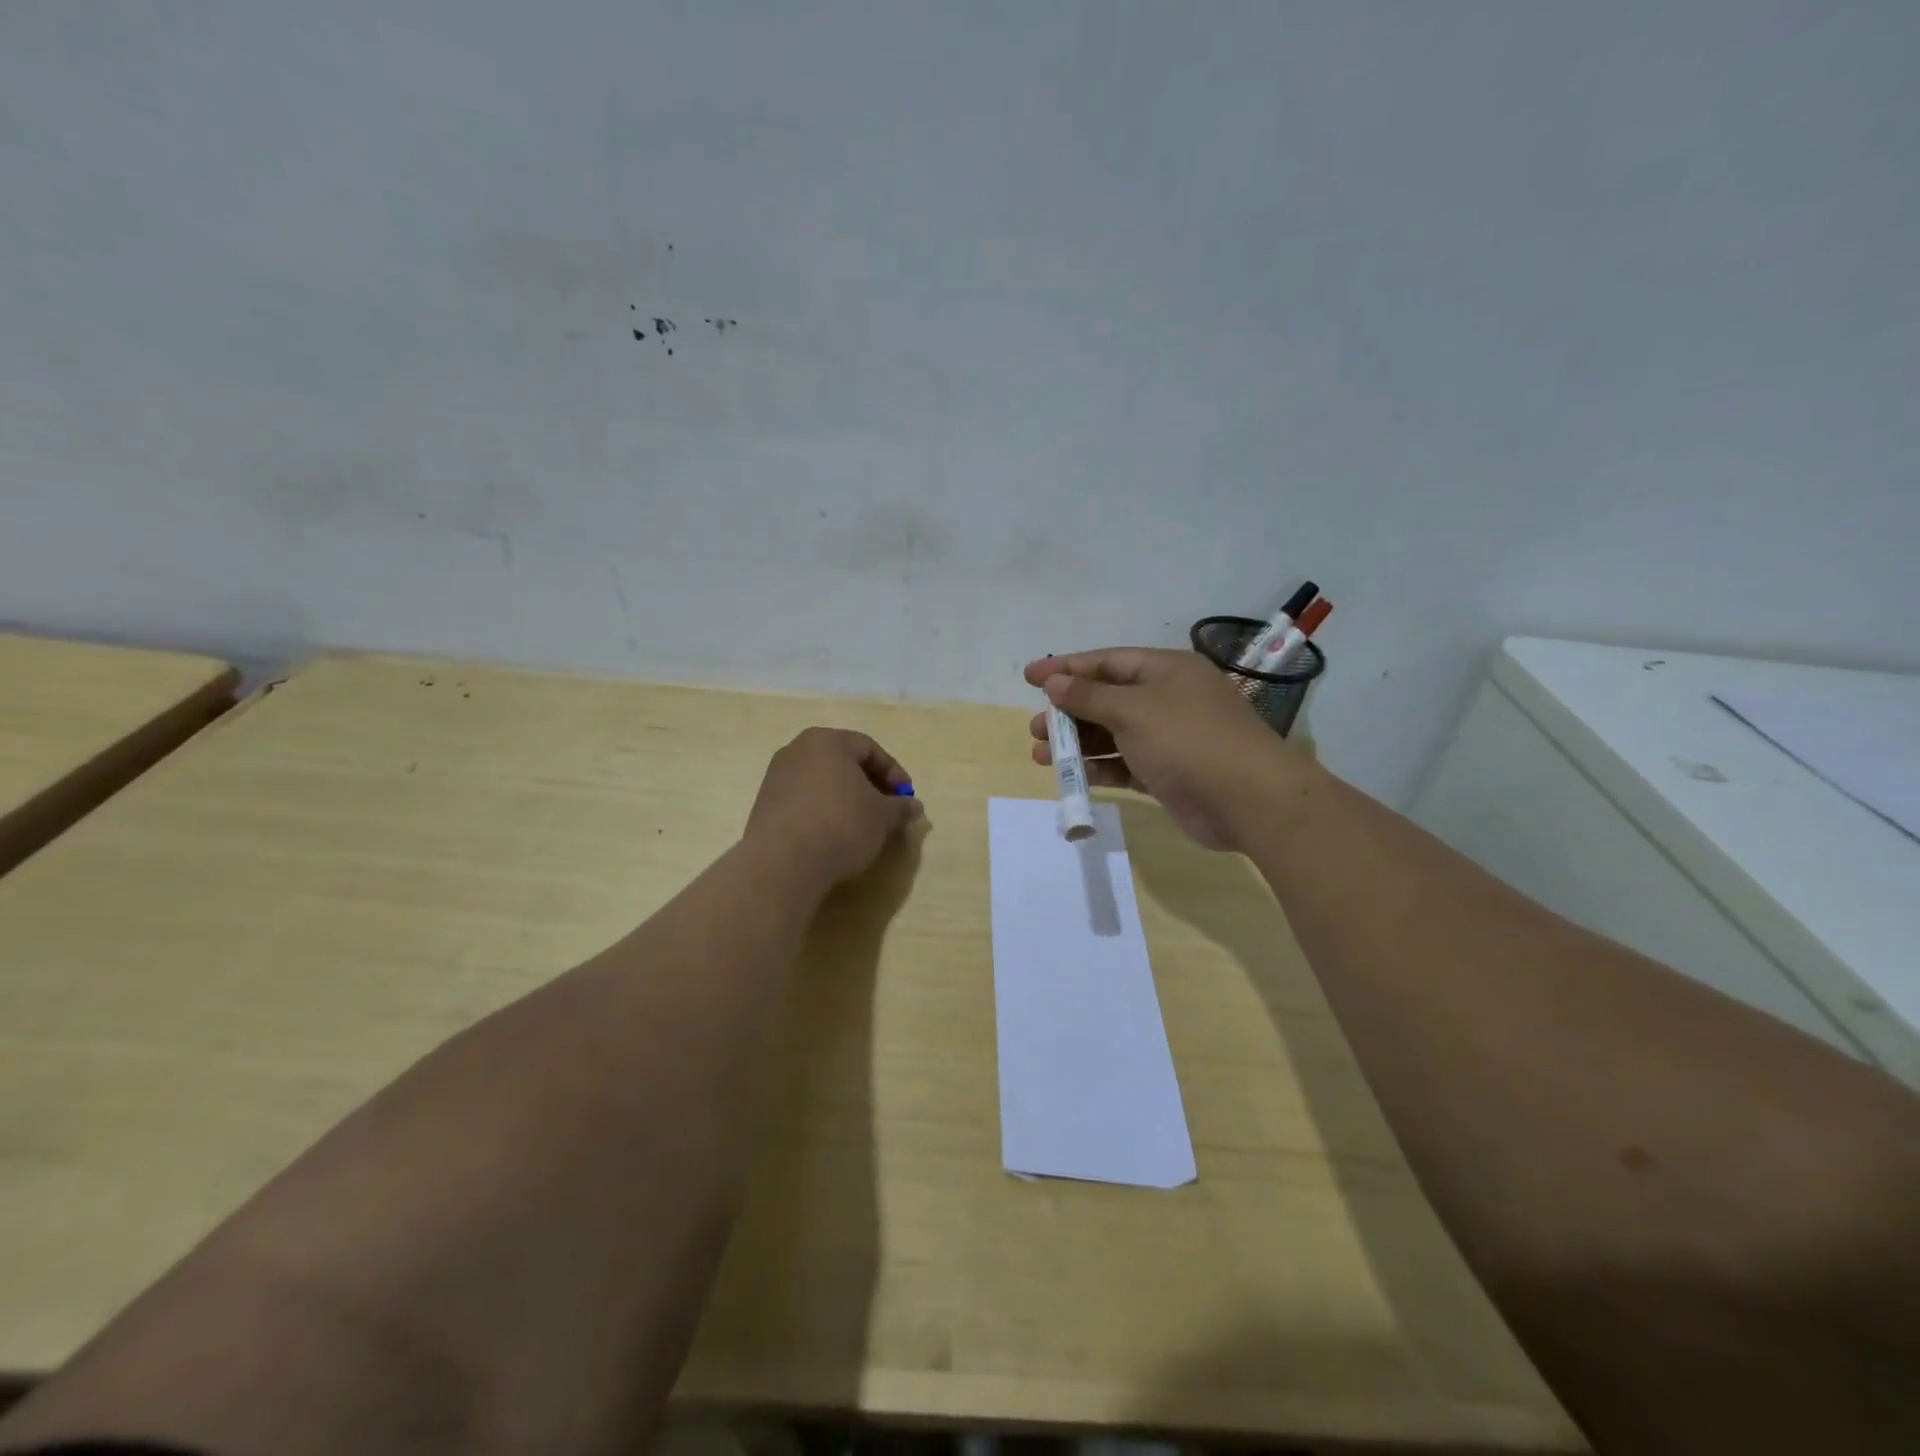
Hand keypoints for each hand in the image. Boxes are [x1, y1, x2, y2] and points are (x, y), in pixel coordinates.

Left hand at [745, 728, 923, 887]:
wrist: (783, 862)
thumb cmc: (841, 825)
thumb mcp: (882, 817)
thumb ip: (900, 807)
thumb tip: (914, 807)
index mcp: (828, 741)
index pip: (869, 748)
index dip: (893, 772)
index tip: (905, 797)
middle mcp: (797, 750)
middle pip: (843, 762)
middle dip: (869, 784)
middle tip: (886, 810)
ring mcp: (776, 776)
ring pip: (822, 781)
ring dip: (845, 798)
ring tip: (861, 825)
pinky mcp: (764, 803)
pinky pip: (803, 799)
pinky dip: (822, 810)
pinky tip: (832, 835)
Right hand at [1024, 648, 1303, 850]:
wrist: (1247, 799)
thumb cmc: (1187, 739)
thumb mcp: (1133, 710)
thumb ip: (1089, 697)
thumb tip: (1054, 682)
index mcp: (1166, 670)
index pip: (1107, 662)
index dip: (1066, 668)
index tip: (1029, 676)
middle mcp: (1168, 699)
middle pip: (1107, 699)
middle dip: (1068, 712)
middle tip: (1035, 728)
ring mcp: (1170, 738)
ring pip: (1113, 735)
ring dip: (1078, 744)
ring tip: (1042, 755)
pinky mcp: (1168, 773)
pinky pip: (1126, 764)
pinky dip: (1100, 768)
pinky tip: (1074, 776)